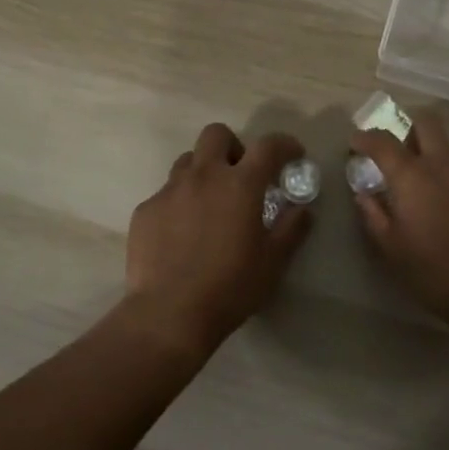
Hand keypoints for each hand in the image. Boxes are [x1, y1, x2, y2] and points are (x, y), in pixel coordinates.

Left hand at [123, 122, 311, 356]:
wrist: (168, 315)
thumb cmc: (230, 287)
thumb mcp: (273, 262)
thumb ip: (292, 229)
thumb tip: (302, 209)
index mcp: (240, 184)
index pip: (268, 146)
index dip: (284, 144)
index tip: (292, 155)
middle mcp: (204, 176)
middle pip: (217, 134)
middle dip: (232, 146)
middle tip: (240, 175)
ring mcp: (170, 190)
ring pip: (188, 160)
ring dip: (203, 172)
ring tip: (209, 203)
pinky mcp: (146, 210)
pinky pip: (166, 193)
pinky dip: (179, 203)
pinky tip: (181, 234)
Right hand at [350, 110, 448, 335]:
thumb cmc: (437, 274)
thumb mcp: (393, 250)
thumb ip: (373, 215)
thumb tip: (363, 193)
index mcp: (412, 176)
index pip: (383, 140)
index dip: (366, 137)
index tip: (357, 142)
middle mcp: (445, 162)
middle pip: (427, 122)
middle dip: (410, 127)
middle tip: (402, 153)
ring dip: (437, 157)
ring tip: (433, 190)